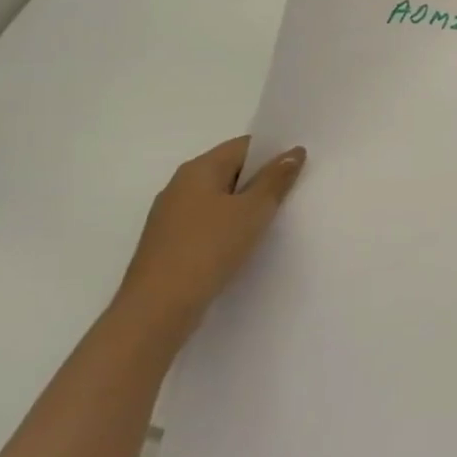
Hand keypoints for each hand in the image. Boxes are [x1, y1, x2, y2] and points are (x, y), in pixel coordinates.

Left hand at [114, 137, 305, 343]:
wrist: (157, 309)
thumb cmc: (209, 248)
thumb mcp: (253, 210)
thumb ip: (276, 179)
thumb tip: (293, 152)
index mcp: (198, 169)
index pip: (244, 146)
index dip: (273, 153)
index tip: (299, 169)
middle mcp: (180, 186)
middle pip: (230, 171)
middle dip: (260, 180)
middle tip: (292, 194)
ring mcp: (170, 216)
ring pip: (218, 199)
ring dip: (244, 206)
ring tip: (272, 221)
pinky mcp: (168, 244)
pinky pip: (207, 223)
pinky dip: (227, 227)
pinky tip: (242, 245)